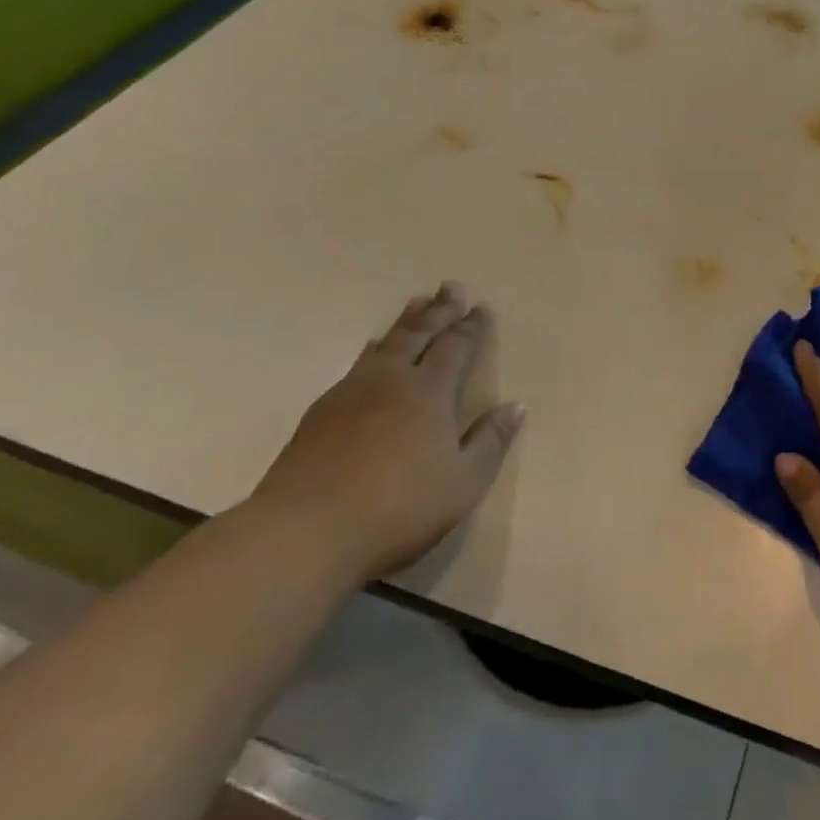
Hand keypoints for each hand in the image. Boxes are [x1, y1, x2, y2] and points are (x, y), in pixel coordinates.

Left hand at [249, 283, 524, 581]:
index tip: (481, 308)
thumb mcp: (463, 483)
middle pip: (419, 333)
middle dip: (439, 310)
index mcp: (430, 392)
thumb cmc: (397, 508)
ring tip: (416, 304)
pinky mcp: (320, 413)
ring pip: (385, 343)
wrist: (304, 532)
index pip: (456, 347)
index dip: (471, 327)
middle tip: (450, 286)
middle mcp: (392, 380)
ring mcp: (351, 393)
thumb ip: (491, 442)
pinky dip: (375, 349)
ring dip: (405, 322)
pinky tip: (372, 354)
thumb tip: (516, 406)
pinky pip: (358, 364)